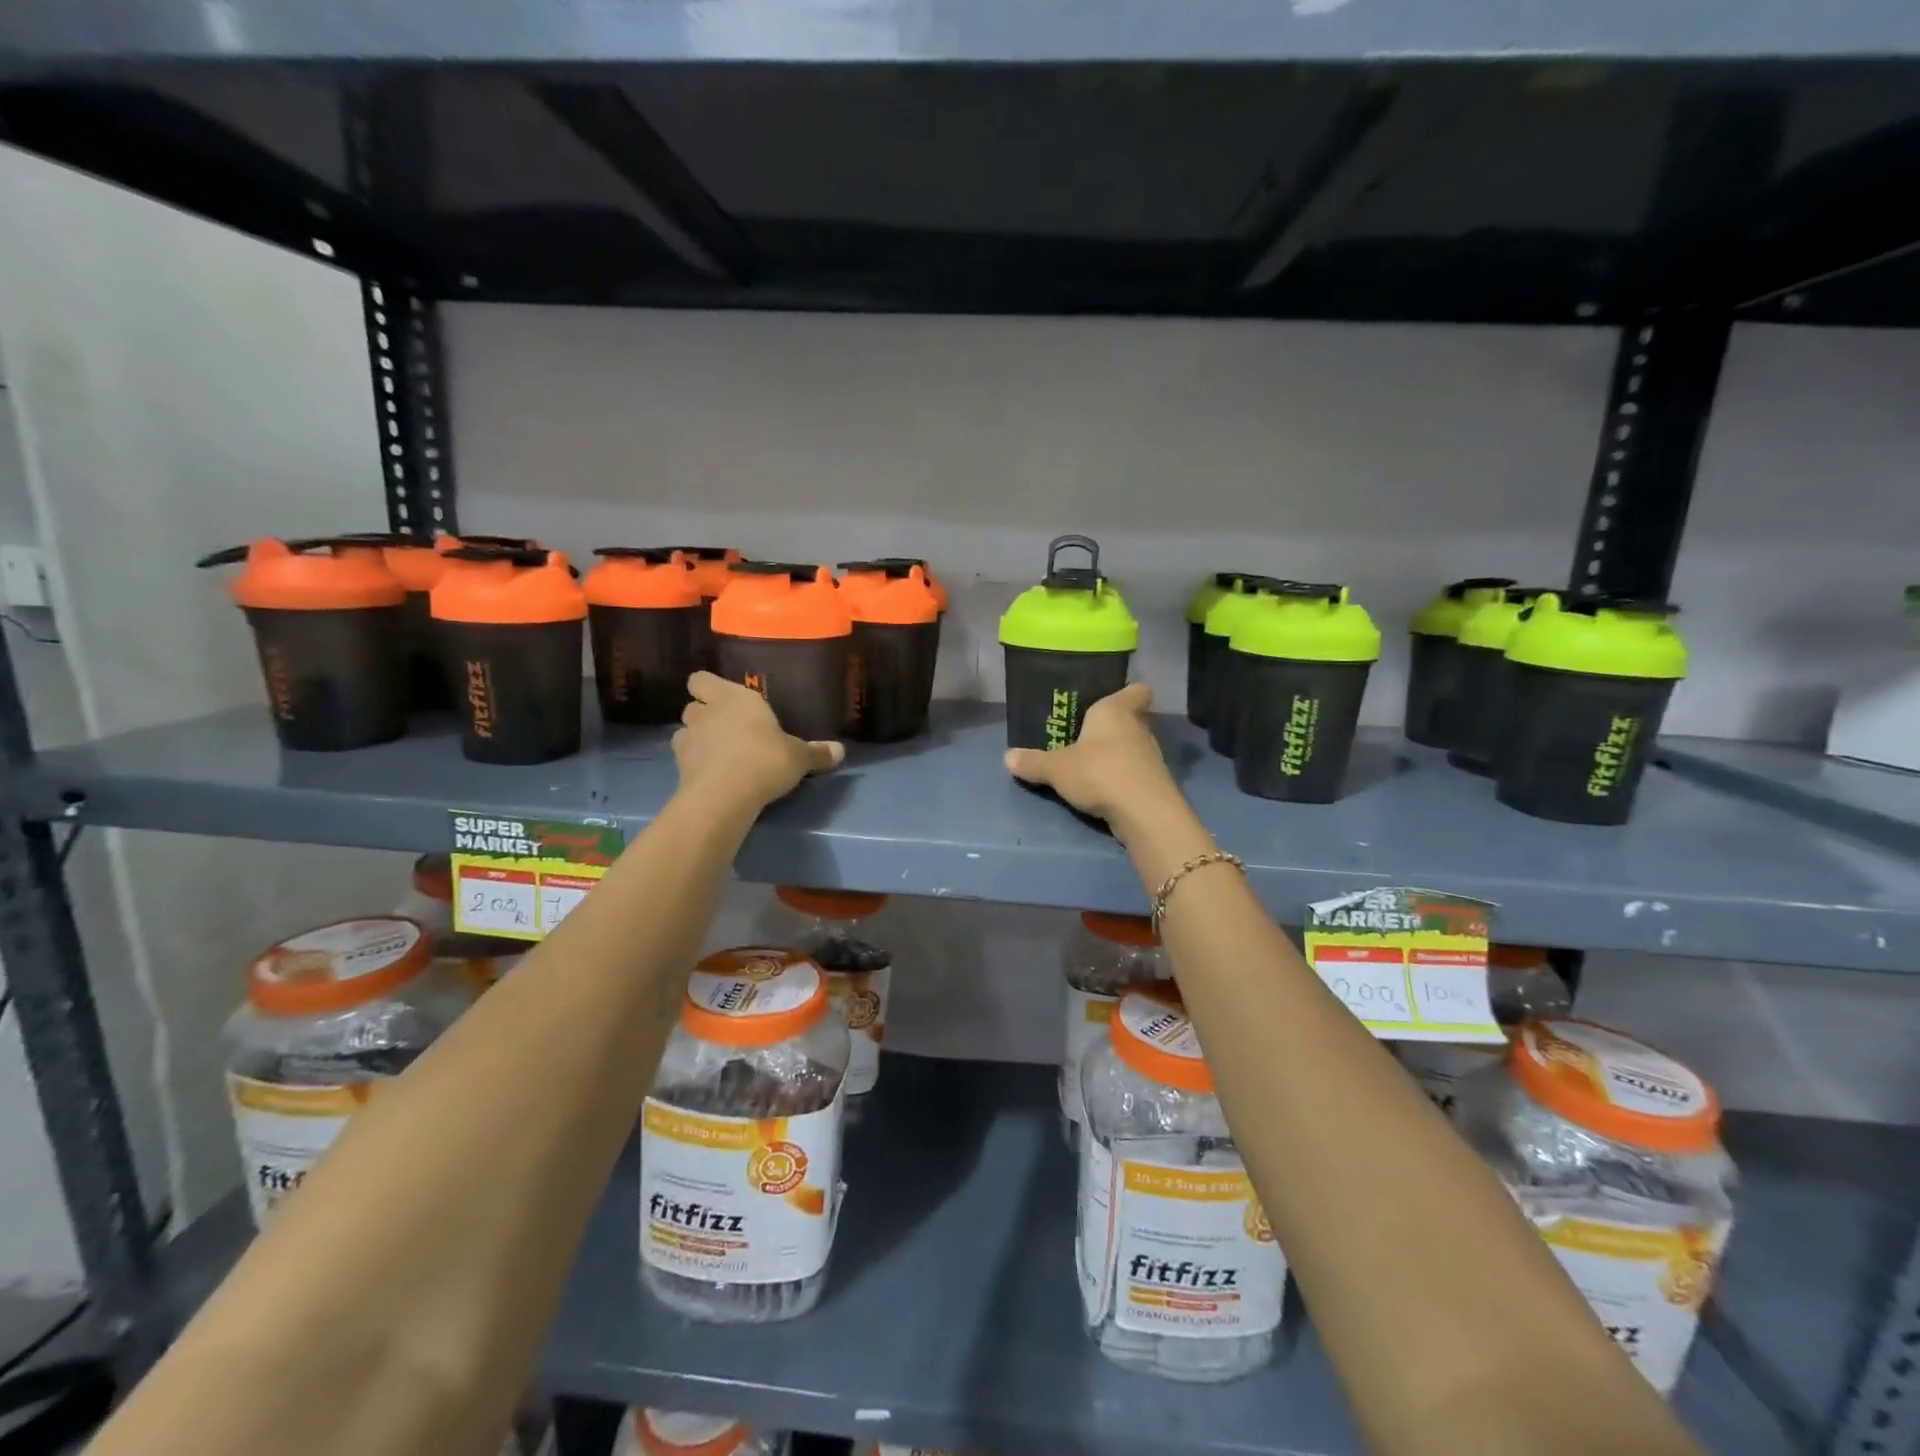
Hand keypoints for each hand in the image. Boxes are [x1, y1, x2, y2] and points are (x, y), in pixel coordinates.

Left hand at [674, 672, 843, 808]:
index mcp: (734, 698)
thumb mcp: (799, 757)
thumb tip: (841, 751)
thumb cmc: (765, 760)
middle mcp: (707, 712)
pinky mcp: (679, 767)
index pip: (702, 679)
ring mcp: (688, 740)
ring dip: (697, 739)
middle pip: (693, 705)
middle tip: (726, 728)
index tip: (723, 698)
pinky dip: (694, 763)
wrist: (725, 796)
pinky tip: (711, 774)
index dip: (708, 687)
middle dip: (705, 714)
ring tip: (717, 753)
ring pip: (684, 731)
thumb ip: (817, 753)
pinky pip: (684, 758)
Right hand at [1004, 682, 1177, 828]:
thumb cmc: (1099, 771)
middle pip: (1132, 719)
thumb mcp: (1056, 768)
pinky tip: (1102, 788)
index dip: (1127, 693)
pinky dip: (1121, 778)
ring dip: (1116, 755)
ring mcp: (1151, 756)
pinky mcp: (1154, 784)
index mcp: (1116, 710)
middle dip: (1112, 728)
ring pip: (1133, 747)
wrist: (1142, 812)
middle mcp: (1138, 727)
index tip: (1110, 701)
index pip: (1137, 690)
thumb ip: (1033, 762)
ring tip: (1090, 765)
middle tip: (1086, 736)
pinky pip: (1135, 772)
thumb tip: (1007, 757)